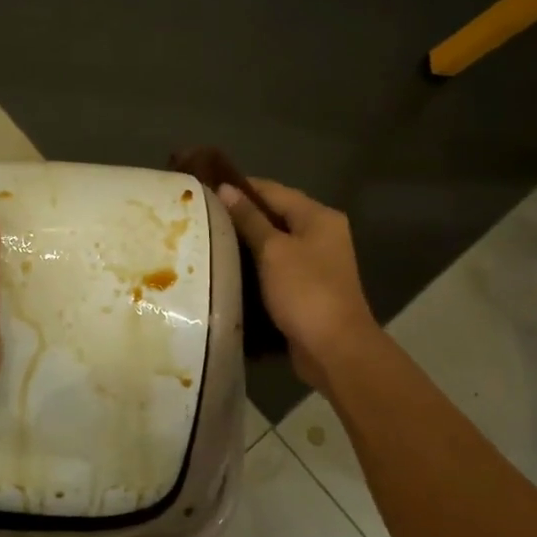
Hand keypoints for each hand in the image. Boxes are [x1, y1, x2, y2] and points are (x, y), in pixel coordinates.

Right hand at [218, 179, 382, 391]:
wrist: (335, 349)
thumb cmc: (305, 291)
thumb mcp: (273, 250)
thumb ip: (249, 219)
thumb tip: (225, 189)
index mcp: (318, 217)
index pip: (273, 190)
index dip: (240, 187)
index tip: (204, 189)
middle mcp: (321, 234)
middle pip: (275, 215)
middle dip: (240, 215)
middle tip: (201, 216)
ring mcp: (316, 262)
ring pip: (274, 243)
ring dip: (245, 242)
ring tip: (207, 240)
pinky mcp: (306, 287)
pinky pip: (276, 267)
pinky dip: (254, 265)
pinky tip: (228, 269)